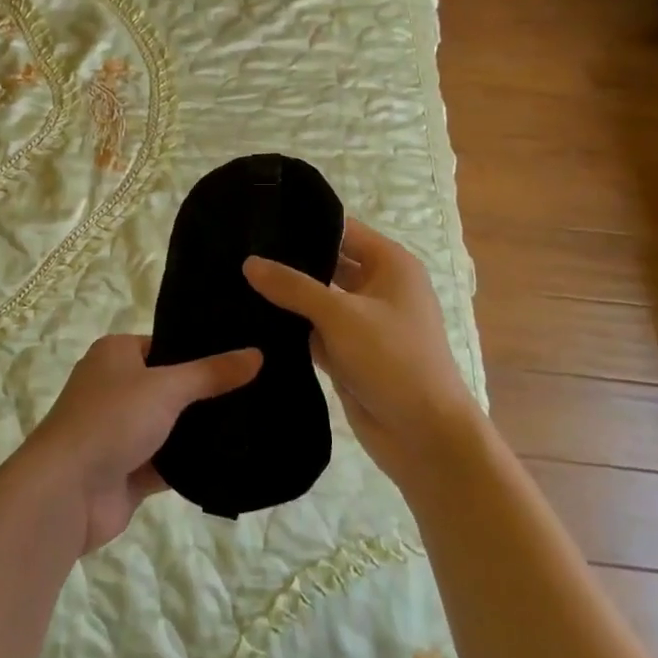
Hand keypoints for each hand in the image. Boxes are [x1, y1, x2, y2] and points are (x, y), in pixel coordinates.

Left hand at [17, 334, 261, 554]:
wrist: (66, 492)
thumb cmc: (111, 420)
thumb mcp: (166, 387)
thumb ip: (211, 373)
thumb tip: (257, 354)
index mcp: (116, 354)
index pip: (165, 344)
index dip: (200, 349)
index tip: (243, 354)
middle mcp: (115, 387)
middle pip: (170, 386)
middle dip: (206, 393)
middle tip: (259, 390)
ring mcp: (120, 431)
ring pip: (171, 426)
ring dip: (200, 431)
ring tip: (255, 422)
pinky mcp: (128, 471)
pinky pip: (168, 463)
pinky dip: (191, 464)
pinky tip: (232, 460)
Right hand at [244, 218, 479, 489]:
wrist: (424, 438)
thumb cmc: (394, 360)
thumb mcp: (341, 315)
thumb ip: (293, 286)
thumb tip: (249, 263)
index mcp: (390, 264)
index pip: (341, 230)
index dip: (304, 224)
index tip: (257, 220)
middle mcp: (377, 287)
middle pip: (327, 263)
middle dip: (289, 260)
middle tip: (238, 250)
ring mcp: (362, 322)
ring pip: (316, 299)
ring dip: (286, 296)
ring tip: (233, 279)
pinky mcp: (348, 353)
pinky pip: (313, 330)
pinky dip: (290, 327)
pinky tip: (248, 317)